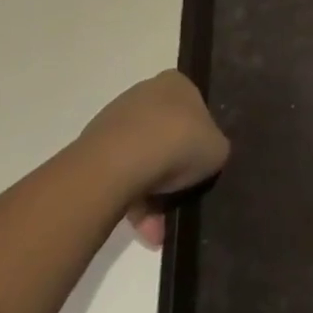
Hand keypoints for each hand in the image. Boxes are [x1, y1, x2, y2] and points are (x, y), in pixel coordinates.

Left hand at [82, 71, 229, 247]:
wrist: (121, 163)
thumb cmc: (179, 143)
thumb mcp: (218, 148)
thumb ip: (215, 148)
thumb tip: (207, 155)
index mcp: (176, 83)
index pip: (194, 107)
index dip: (200, 137)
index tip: (202, 162)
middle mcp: (144, 93)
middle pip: (166, 135)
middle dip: (174, 172)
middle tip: (183, 198)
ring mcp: (115, 120)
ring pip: (143, 160)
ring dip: (154, 195)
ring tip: (159, 228)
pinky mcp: (93, 148)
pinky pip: (121, 176)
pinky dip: (133, 201)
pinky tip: (144, 228)